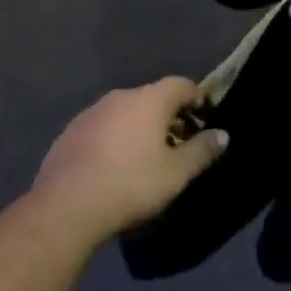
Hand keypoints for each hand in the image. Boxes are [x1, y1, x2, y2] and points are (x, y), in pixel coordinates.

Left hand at [33, 78, 228, 242]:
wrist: (66, 205)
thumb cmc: (131, 184)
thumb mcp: (176, 173)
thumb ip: (202, 151)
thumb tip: (223, 134)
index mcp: (149, 100)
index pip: (182, 84)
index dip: (198, 98)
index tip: (207, 118)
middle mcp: (120, 97)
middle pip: (153, 97)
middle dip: (170, 116)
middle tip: (181, 143)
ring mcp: (92, 112)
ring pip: (126, 112)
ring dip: (141, 127)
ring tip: (148, 157)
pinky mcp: (71, 131)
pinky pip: (103, 127)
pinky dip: (116, 138)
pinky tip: (116, 165)